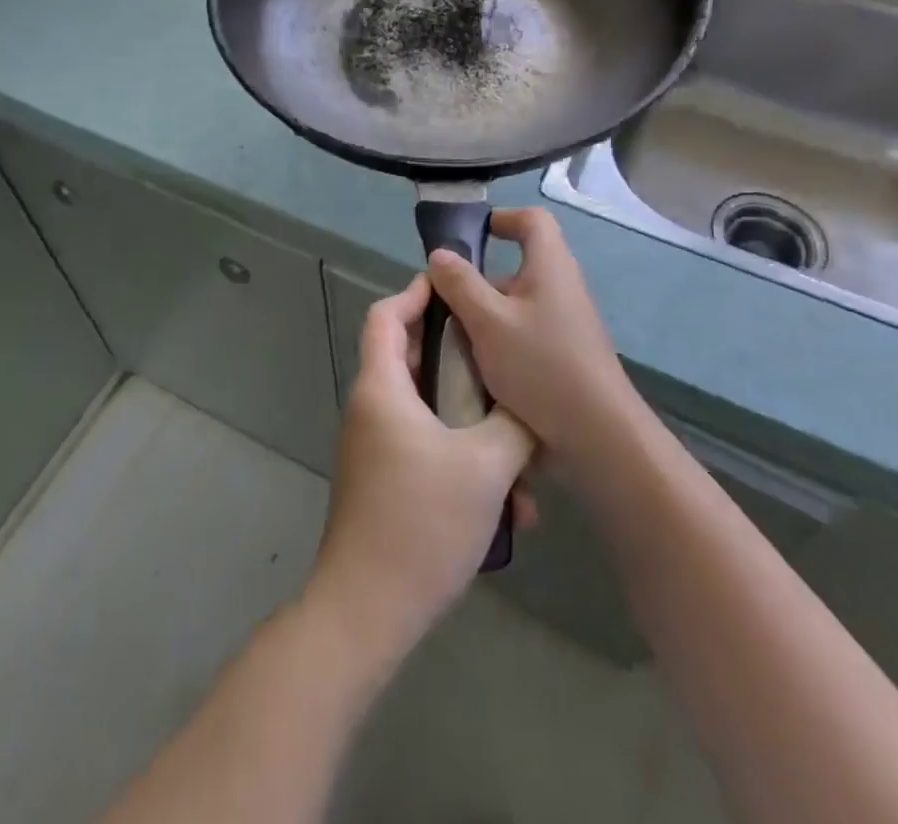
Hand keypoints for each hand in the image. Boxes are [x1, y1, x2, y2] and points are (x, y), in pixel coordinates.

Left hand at [307, 275, 535, 654]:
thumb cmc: (422, 522)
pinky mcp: (386, 480)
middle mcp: (371, 408)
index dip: (417, 293)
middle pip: (412, 360)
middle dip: (462, 362)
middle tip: (504, 363)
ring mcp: (376, 447)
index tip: (455, 287)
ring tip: (522, 458)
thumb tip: (529, 405)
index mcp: (381, 388)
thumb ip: (514, 423)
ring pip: (429, 412)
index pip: (387, 316)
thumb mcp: (486, 466)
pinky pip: (427, 448)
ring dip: (474, 426)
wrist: (368, 610)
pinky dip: (463, 460)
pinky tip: (508, 505)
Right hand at [427, 208, 640, 467]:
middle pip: (517, 265)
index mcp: (550, 265)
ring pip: (516, 304)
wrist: (598, 434)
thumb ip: (460, 284)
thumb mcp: (488, 321)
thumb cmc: (541, 365)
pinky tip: (478, 368)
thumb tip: (440, 255)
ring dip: (485, 315)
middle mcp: (562, 286)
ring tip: (453, 340)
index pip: (532, 220)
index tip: (468, 237)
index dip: (501, 218)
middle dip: (479, 280)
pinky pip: (525, 332)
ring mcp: (566, 322)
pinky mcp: (565, 353)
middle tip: (445, 301)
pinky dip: (500, 340)